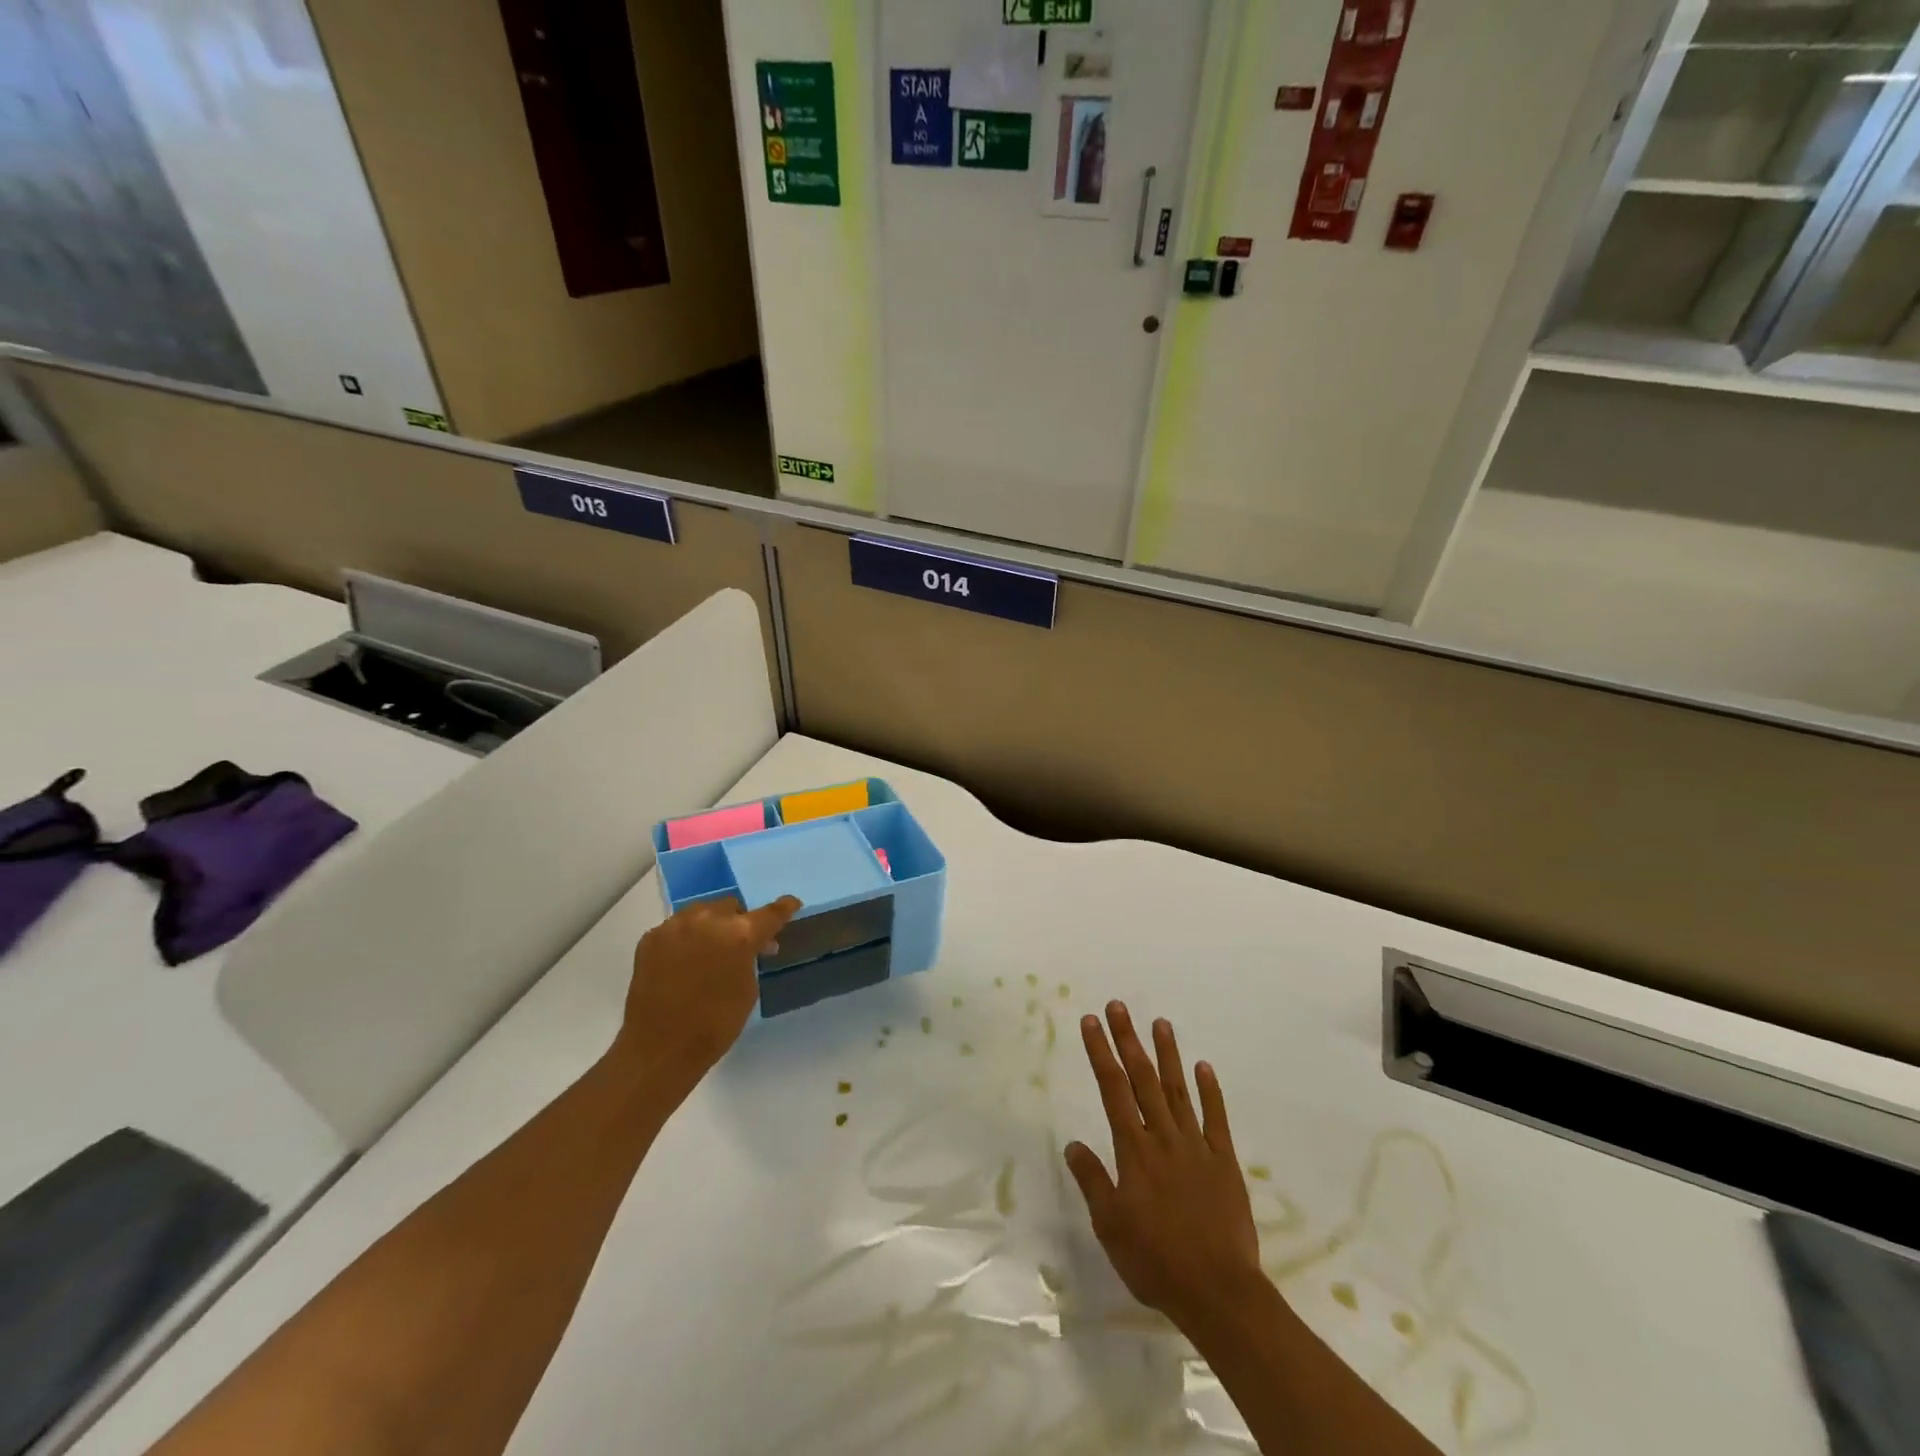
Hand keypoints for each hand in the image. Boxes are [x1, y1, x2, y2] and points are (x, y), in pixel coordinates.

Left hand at [613, 895, 799, 1091]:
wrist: (659, 1048)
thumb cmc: (715, 1024)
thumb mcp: (748, 989)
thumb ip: (751, 957)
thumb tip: (751, 945)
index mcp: (739, 934)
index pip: (770, 913)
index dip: (784, 908)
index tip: (791, 904)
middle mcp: (707, 919)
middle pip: (731, 906)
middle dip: (739, 921)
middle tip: (740, 944)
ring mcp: (674, 926)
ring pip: (701, 912)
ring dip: (711, 926)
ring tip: (709, 950)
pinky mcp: (651, 938)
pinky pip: (676, 928)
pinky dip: (686, 938)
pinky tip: (684, 961)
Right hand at [1064, 1002, 1266, 1335]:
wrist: (1219, 1292)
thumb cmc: (1156, 1261)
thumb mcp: (1110, 1226)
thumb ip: (1092, 1180)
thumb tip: (1073, 1143)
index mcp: (1134, 1150)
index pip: (1112, 1090)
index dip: (1101, 1052)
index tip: (1091, 1021)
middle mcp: (1164, 1137)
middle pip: (1142, 1079)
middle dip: (1128, 1040)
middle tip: (1119, 1006)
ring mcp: (1197, 1146)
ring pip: (1178, 1090)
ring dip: (1168, 1055)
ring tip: (1160, 1022)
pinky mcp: (1224, 1162)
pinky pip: (1216, 1119)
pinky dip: (1210, 1091)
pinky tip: (1204, 1066)